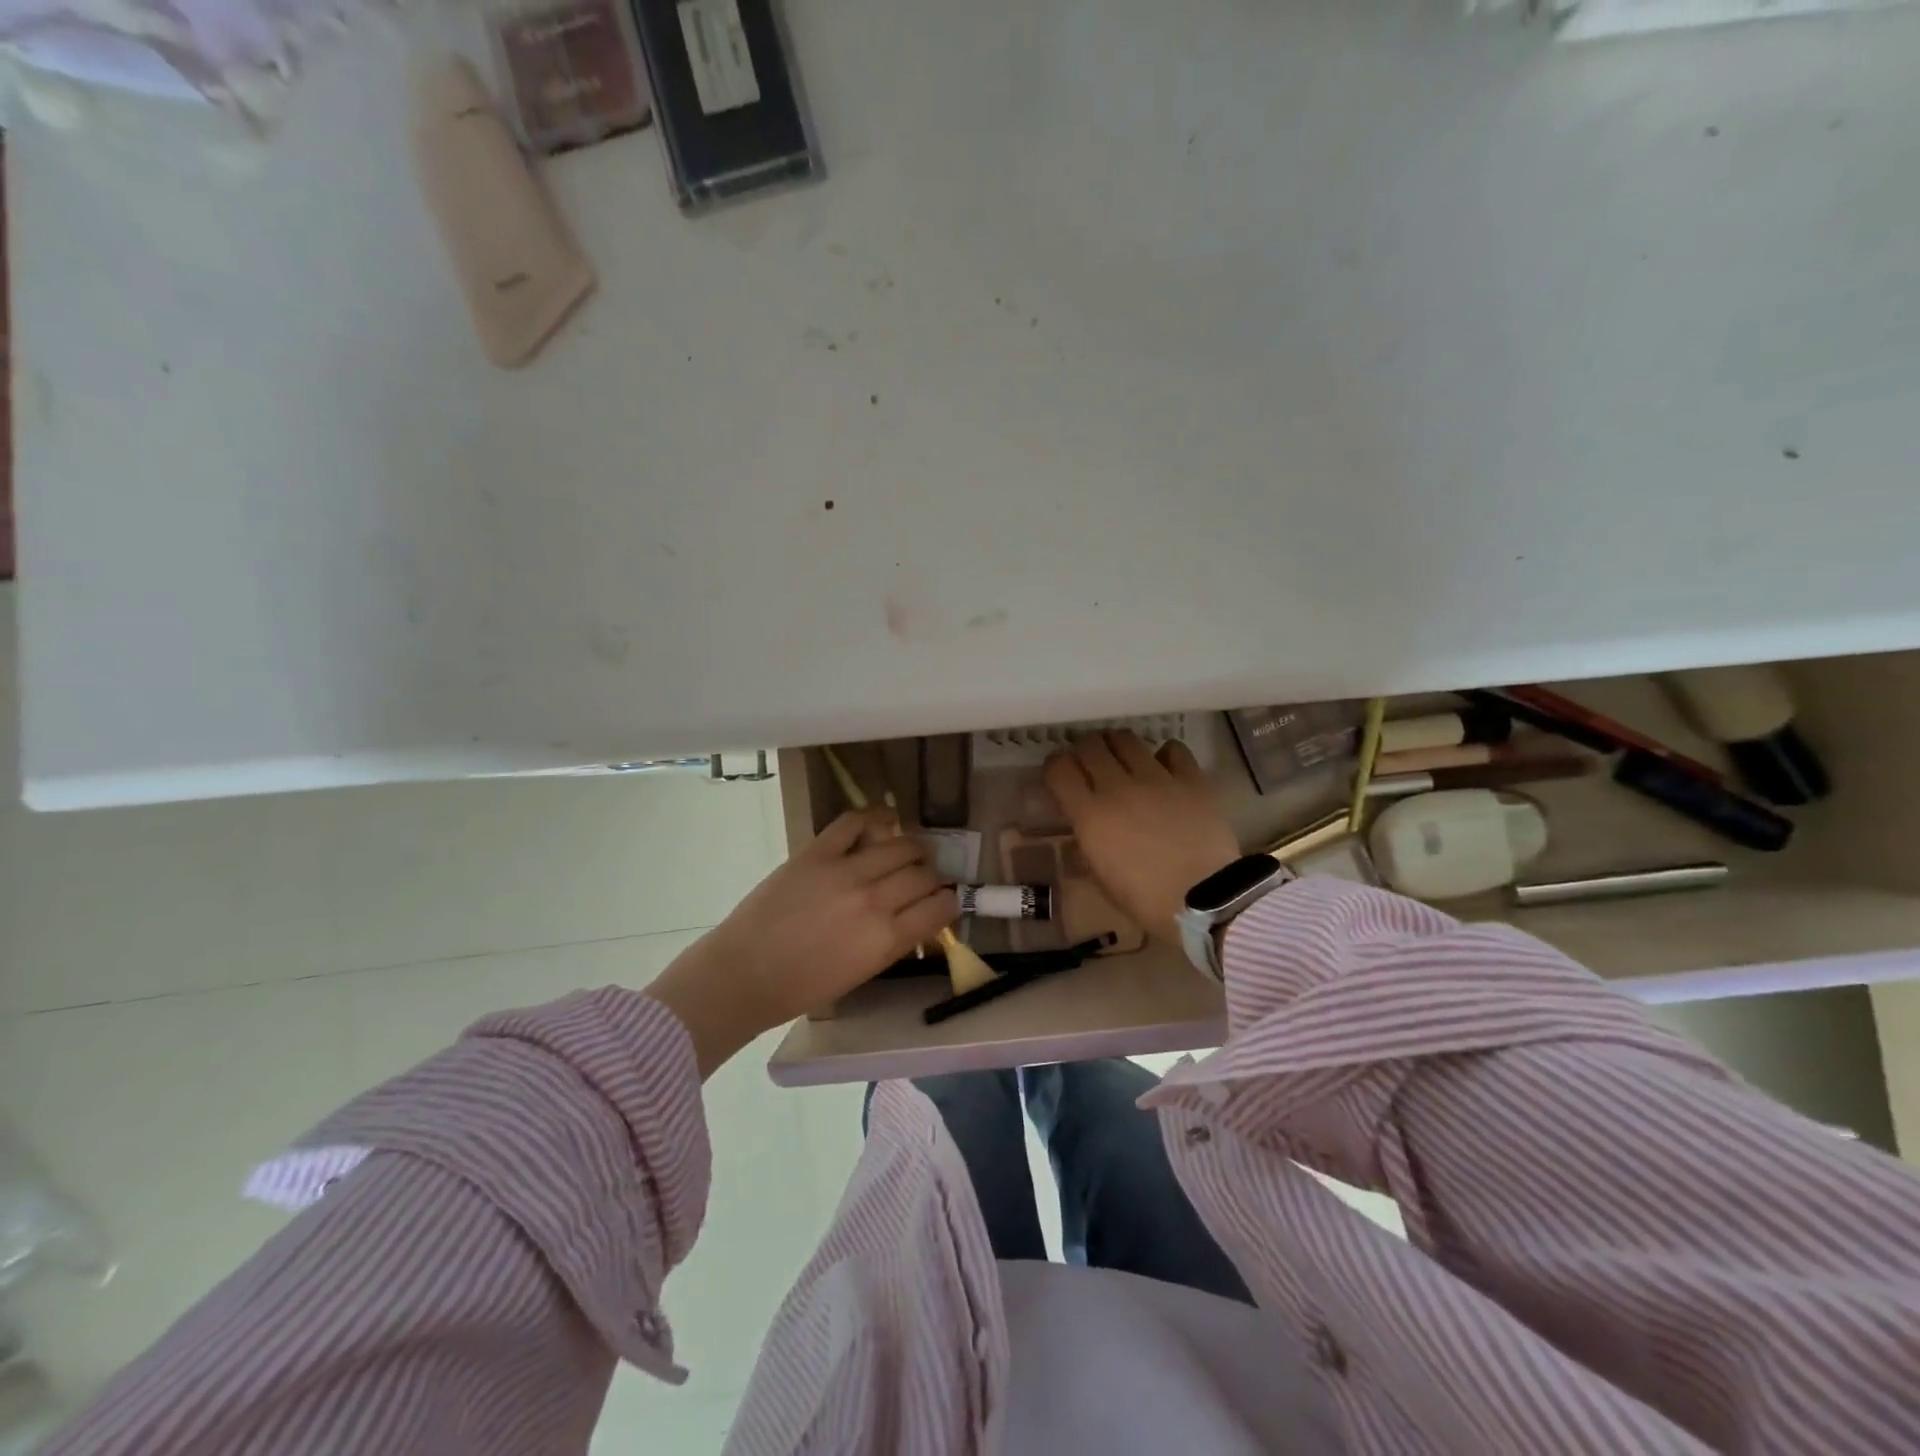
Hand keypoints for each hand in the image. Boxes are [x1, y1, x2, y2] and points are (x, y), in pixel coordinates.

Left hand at [646, 810, 958, 1075]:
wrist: (743, 975)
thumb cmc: (801, 988)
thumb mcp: (861, 973)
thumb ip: (892, 941)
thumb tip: (915, 917)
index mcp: (886, 939)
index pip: (940, 908)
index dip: (948, 902)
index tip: (943, 902)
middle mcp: (874, 901)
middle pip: (923, 874)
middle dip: (931, 877)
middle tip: (922, 880)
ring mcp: (845, 872)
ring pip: (900, 845)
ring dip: (912, 849)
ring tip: (908, 852)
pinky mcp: (817, 852)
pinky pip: (854, 822)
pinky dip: (875, 817)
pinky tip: (885, 821)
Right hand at [1043, 732, 1239, 944]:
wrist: (1205, 902)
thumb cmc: (1146, 899)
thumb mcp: (1101, 878)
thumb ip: (1086, 845)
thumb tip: (1082, 827)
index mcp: (1090, 815)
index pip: (1059, 769)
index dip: (1054, 767)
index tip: (1058, 774)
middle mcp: (1118, 787)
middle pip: (1090, 746)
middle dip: (1083, 750)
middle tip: (1088, 762)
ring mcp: (1156, 779)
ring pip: (1126, 740)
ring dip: (1116, 745)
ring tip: (1120, 757)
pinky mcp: (1191, 780)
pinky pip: (1172, 750)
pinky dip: (1163, 754)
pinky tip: (1163, 766)